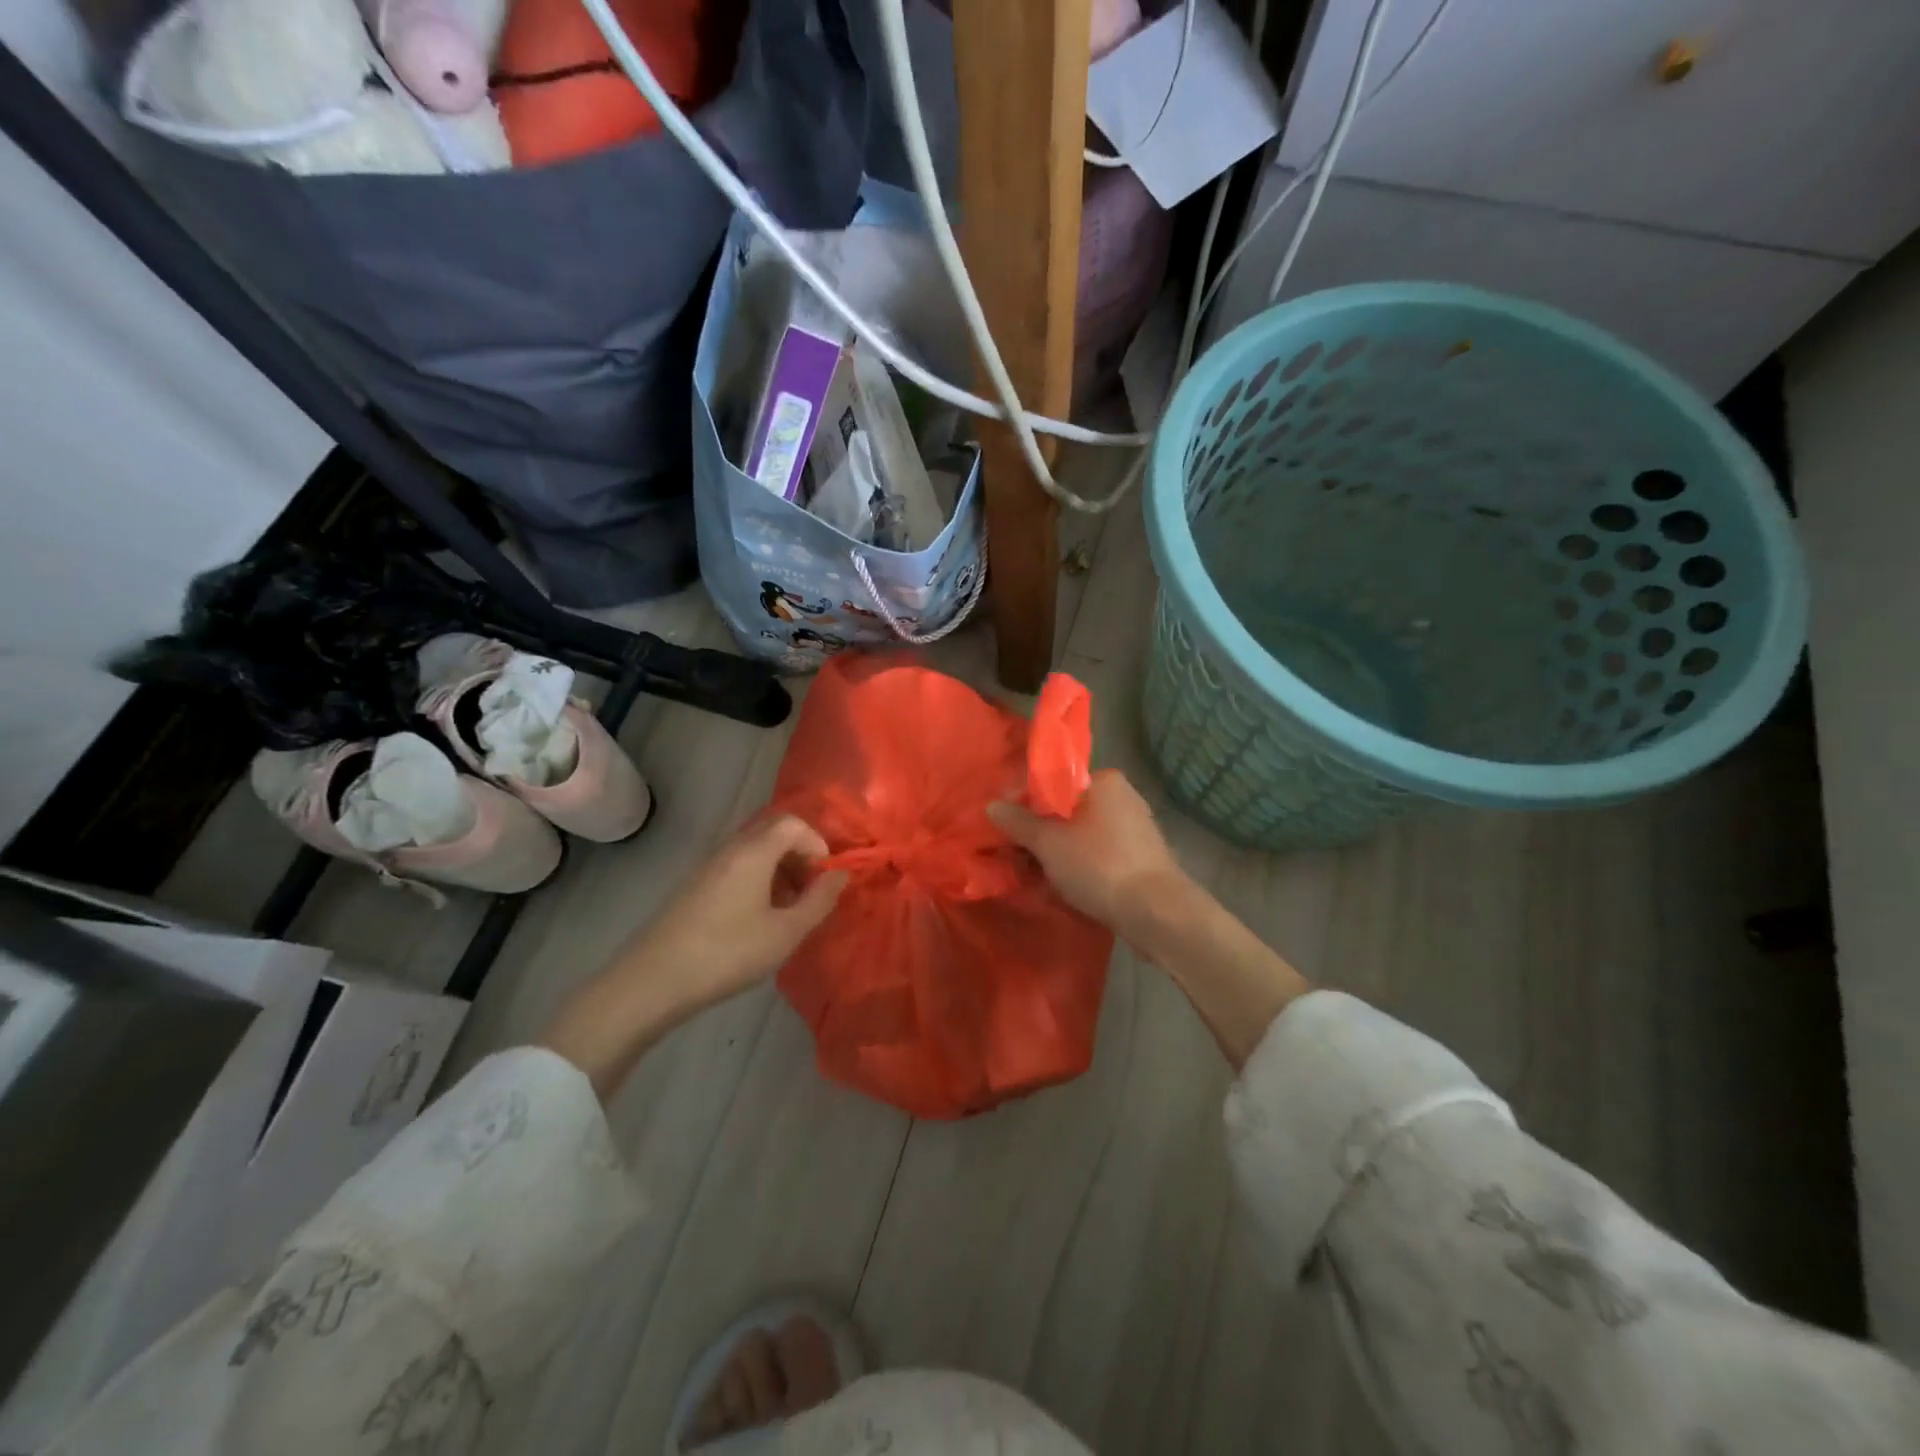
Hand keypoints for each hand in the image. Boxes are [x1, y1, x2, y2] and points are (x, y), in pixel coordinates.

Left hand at [539, 814, 846, 1098]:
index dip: (817, 845)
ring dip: (778, 871)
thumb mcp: (785, 932)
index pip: (793, 823)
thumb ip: (819, 900)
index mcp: (753, 851)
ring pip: (753, 852)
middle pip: (772, 833)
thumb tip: (841, 874)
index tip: (824, 880)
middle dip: (799, 856)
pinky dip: (756, 881)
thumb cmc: (728, 953)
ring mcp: (706, 867)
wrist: (652, 981)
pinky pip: (735, 867)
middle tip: (809, 893)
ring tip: (786, 910)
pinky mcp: (692, 887)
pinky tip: (756, 920)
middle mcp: (729, 849)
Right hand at [988, 770, 1187, 938]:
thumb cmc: (1098, 866)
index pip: (1053, 784)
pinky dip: (1083, 866)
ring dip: (1061, 854)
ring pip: (1083, 835)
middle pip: (1068, 810)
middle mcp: (1123, 796)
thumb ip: (1018, 822)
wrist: (1157, 912)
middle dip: (1042, 834)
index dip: (1024, 806)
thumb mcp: (1048, 843)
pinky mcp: (1143, 857)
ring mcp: (1137, 828)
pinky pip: (1101, 854)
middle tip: (1020, 859)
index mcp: (1104, 780)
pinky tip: (1069, 888)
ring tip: (1040, 878)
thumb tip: (992, 805)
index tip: (1006, 831)